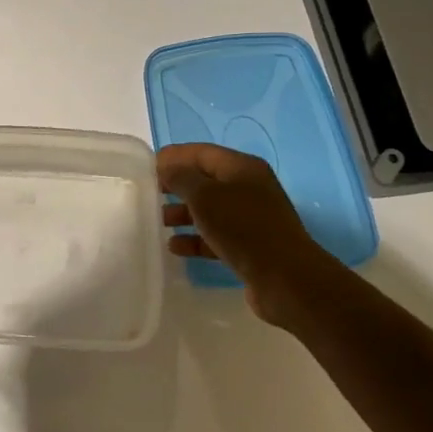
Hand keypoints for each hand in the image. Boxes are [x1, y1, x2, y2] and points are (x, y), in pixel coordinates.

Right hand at [157, 143, 331, 327]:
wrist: (286, 279)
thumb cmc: (243, 228)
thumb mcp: (205, 197)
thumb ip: (181, 178)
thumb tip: (167, 167)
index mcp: (242, 168)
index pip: (201, 152)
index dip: (174, 157)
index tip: (147, 168)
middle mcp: (248, 188)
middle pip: (205, 180)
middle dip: (177, 186)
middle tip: (149, 195)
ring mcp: (251, 218)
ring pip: (210, 209)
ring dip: (183, 213)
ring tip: (159, 222)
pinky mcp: (250, 245)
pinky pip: (216, 235)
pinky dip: (196, 238)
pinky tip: (176, 247)